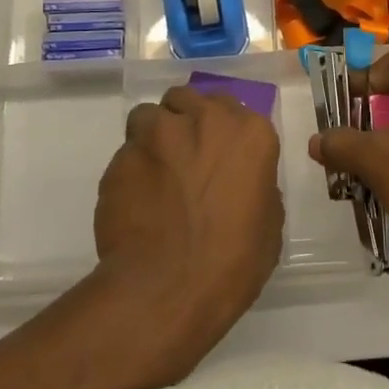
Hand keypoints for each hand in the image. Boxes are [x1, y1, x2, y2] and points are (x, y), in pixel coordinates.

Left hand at [94, 86, 283, 363]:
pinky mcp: (121, 157)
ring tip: (153, 174)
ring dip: (153, 137)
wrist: (168, 289)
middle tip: (184, 156)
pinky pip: (126, 153)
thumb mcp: (268, 223)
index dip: (220, 129)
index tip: (216, 153)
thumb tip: (239, 181)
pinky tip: (134, 201)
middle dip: (184, 120)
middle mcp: (203, 120)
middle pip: (187, 99)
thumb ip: (255, 185)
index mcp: (249, 133)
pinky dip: (131, 170)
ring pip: (149, 116)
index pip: (230, 107)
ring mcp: (157, 134)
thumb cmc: (232, 261)